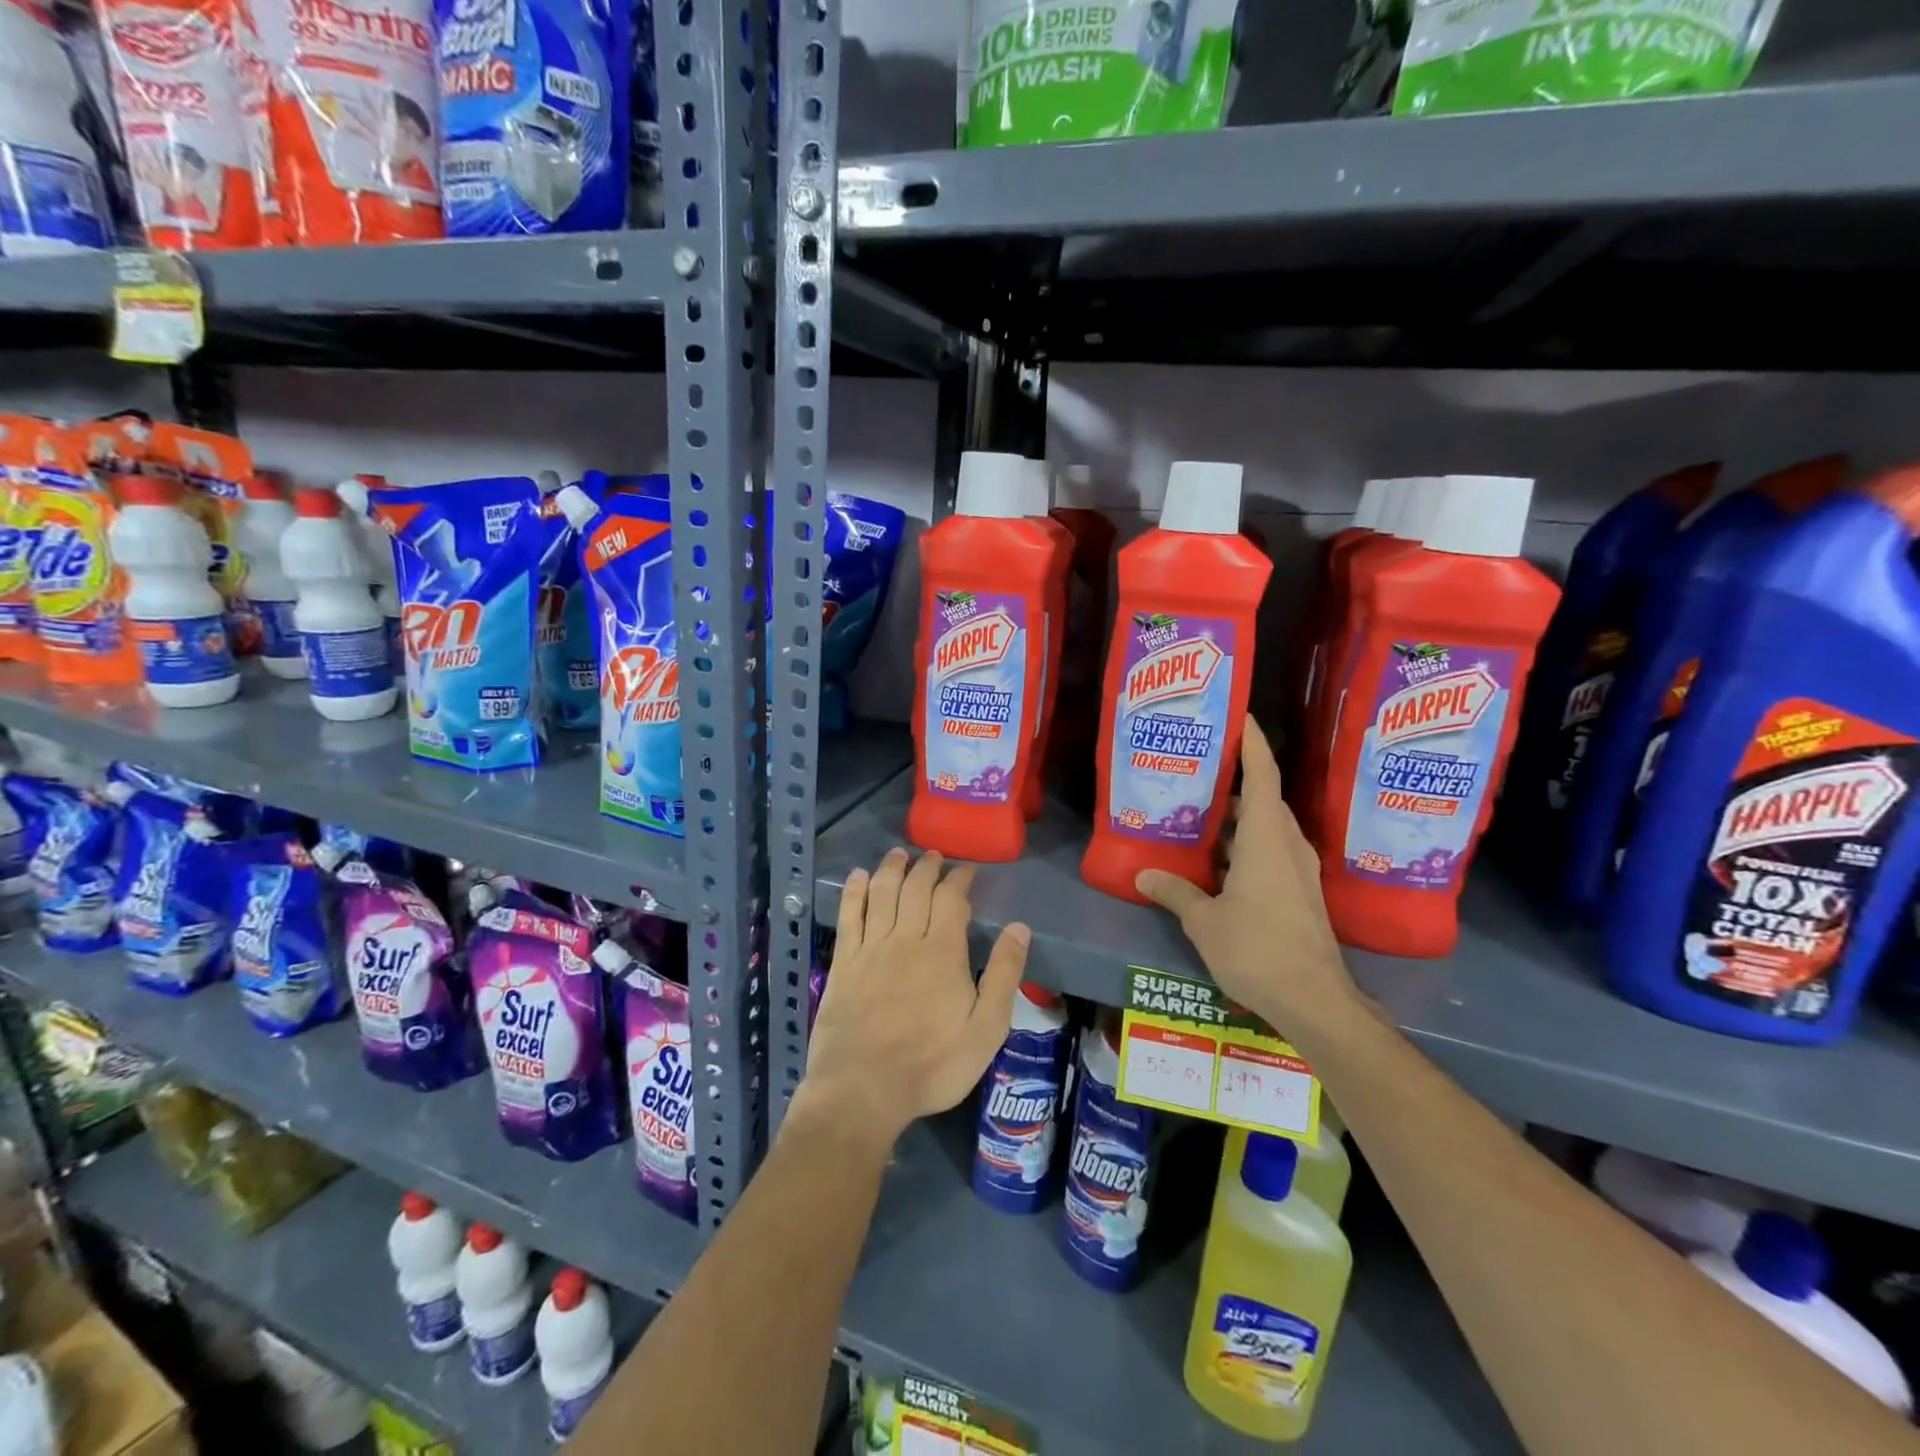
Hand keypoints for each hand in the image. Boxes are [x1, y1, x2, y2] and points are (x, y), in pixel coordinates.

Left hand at [800, 848, 1029, 1148]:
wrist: (864, 1090)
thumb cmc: (932, 1065)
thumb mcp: (986, 1029)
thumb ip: (1004, 975)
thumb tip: (1019, 928)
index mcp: (943, 951)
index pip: (952, 899)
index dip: (960, 879)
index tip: (966, 869)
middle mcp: (905, 938)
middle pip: (916, 888)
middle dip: (927, 867)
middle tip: (934, 856)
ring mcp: (870, 948)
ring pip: (882, 893)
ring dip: (891, 869)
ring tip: (899, 854)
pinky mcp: (844, 963)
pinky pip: (849, 916)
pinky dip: (854, 892)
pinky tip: (859, 877)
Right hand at [1135, 718, 1360, 1037]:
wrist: (1314, 1000)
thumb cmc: (1256, 949)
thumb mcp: (1204, 921)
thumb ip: (1175, 892)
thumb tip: (1143, 876)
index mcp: (1266, 839)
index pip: (1263, 775)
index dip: (1252, 743)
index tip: (1238, 716)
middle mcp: (1287, 845)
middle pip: (1264, 798)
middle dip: (1236, 779)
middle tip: (1199, 765)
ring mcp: (1298, 870)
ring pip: (1267, 827)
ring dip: (1238, 816)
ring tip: (1200, 809)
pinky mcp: (1300, 892)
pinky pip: (1271, 851)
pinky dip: (1245, 844)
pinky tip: (1217, 858)